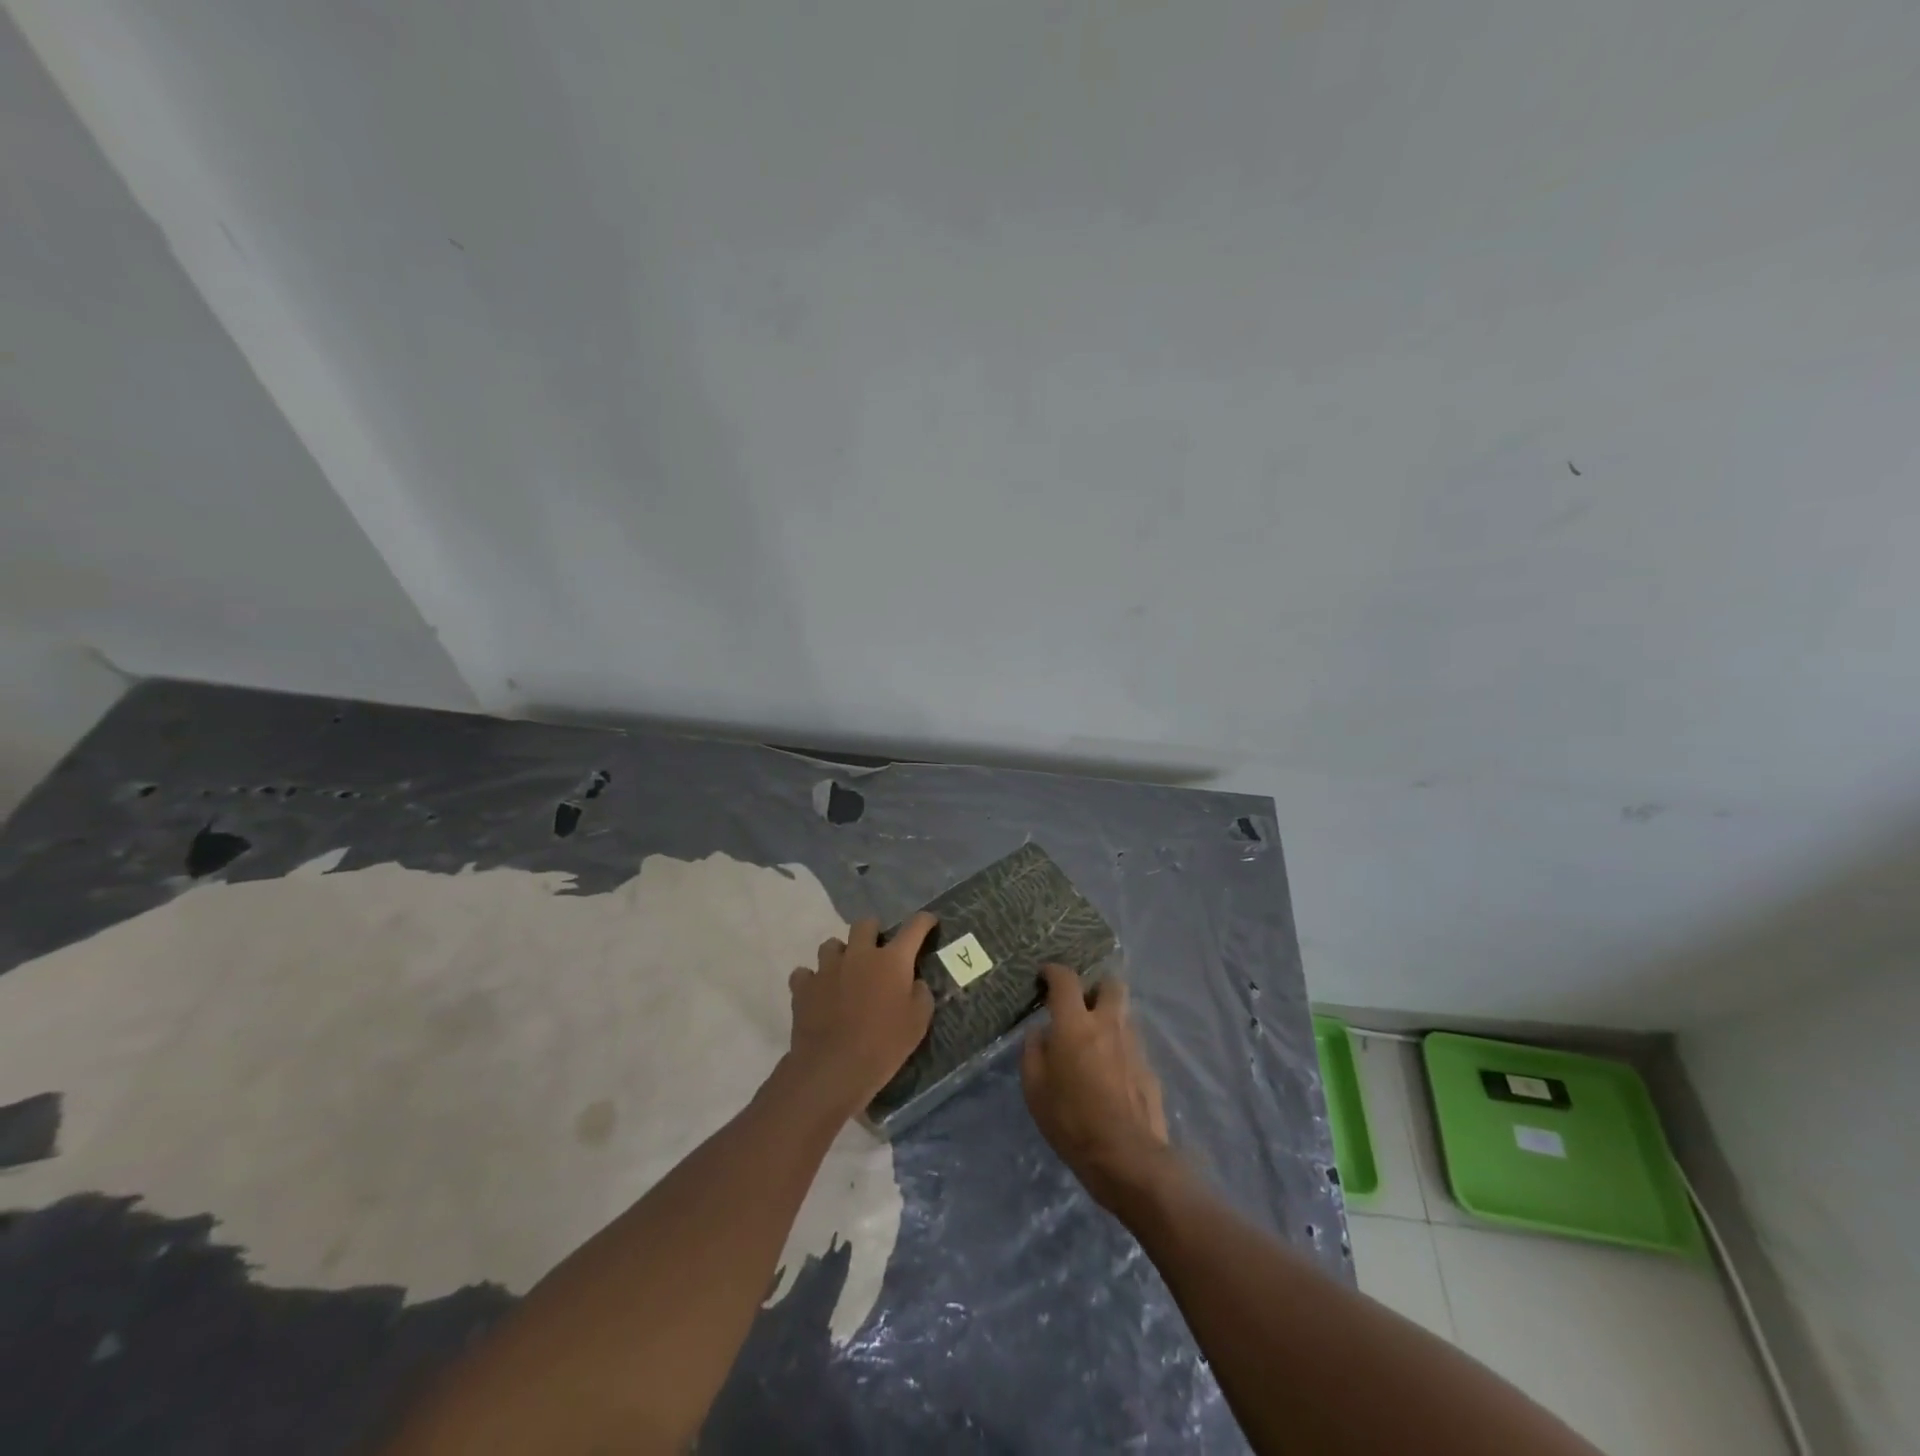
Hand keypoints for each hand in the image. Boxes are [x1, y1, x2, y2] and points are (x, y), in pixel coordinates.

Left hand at [784, 913, 937, 1118]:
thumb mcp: (918, 1023)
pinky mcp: (803, 987)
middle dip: (873, 931)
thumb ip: (921, 995)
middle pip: (865, 925)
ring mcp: (828, 968)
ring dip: (840, 954)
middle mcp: (859, 955)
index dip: (924, 921)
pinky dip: (812, 979)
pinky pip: (805, 973)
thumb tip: (915, 982)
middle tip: (877, 951)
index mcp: (891, 960)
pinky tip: (817, 992)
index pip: (914, 928)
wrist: (833, 1068)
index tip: (928, 921)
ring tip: (844, 972)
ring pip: (831, 945)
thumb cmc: (883, 1045)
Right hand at [1021, 964, 1174, 1210]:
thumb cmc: (1072, 1121)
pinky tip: (1108, 1072)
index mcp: (1075, 1024)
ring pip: (1123, 1014)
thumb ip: (1034, 1051)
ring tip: (1092, 1042)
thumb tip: (1041, 1031)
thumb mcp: (1035, 1089)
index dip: (1053, 971)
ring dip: (1108, 1017)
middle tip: (1080, 1004)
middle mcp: (1108, 1024)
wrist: (1127, 1157)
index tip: (1044, 976)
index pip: (1066, 980)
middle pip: (1110, 984)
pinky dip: (1118, 1047)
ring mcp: (1133, 1045)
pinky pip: (1131, 1043)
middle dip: (1095, 986)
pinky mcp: (1149, 1068)